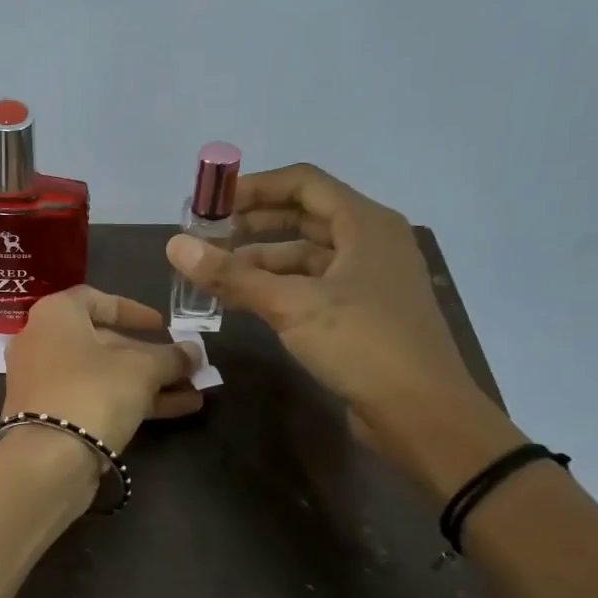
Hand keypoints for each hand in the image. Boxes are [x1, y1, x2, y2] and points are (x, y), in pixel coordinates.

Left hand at [2, 287, 204, 453]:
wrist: (47, 460)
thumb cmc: (93, 392)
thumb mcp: (142, 369)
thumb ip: (171, 357)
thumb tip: (194, 352)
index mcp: (56, 315)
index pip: (96, 299)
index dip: (132, 310)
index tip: (161, 325)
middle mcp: (42, 342)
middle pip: (103, 343)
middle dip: (150, 356)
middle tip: (186, 366)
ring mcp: (43, 382)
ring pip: (103, 376)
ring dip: (149, 383)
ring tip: (194, 392)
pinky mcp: (49, 416)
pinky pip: (94, 399)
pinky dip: (130, 401)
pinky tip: (178, 410)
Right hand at [166, 164, 512, 481]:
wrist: (422, 414)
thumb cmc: (363, 344)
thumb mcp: (292, 305)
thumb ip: (232, 275)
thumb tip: (174, 246)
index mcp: (365, 224)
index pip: (303, 183)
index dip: (254, 187)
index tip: (211, 203)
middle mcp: (370, 243)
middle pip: (303, 218)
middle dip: (252, 224)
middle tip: (206, 238)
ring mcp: (368, 281)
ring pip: (306, 256)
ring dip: (261, 261)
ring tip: (215, 274)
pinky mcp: (362, 315)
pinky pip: (312, 287)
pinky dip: (278, 288)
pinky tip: (245, 302)